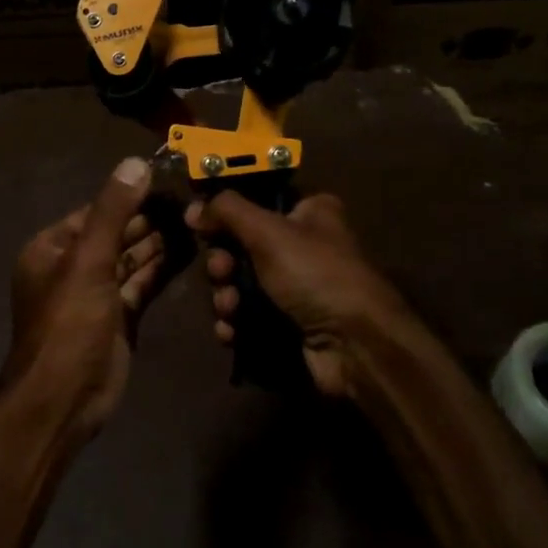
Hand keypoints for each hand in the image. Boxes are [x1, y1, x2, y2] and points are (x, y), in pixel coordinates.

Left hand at [6, 157, 169, 437]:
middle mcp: (72, 266)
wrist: (64, 399)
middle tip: (192, 199)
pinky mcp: (118, 317)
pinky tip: (189, 250)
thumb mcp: (88, 260)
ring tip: (197, 219)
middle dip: (149, 219)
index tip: (168, 178)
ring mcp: (96, 293)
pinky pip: (141, 283)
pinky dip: (161, 268)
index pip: (97, 211)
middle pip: (116, 233)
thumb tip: (136, 162)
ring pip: (131, 259)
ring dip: (159, 242)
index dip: (131, 195)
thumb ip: (113, 211)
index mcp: (52, 248)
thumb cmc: (68, 323)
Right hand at [185, 192, 409, 397]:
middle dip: (223, 262)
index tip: (200, 224)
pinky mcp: (290, 323)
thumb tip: (193, 208)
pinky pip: (249, 316)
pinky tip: (231, 332)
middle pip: (243, 245)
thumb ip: (227, 211)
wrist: (354, 345)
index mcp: (309, 212)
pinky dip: (236, 322)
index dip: (226, 213)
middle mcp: (304, 245)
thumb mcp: (268, 231)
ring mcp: (297, 288)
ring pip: (242, 284)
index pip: (257, 201)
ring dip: (226, 296)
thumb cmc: (314, 274)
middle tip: (221, 271)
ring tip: (230, 308)